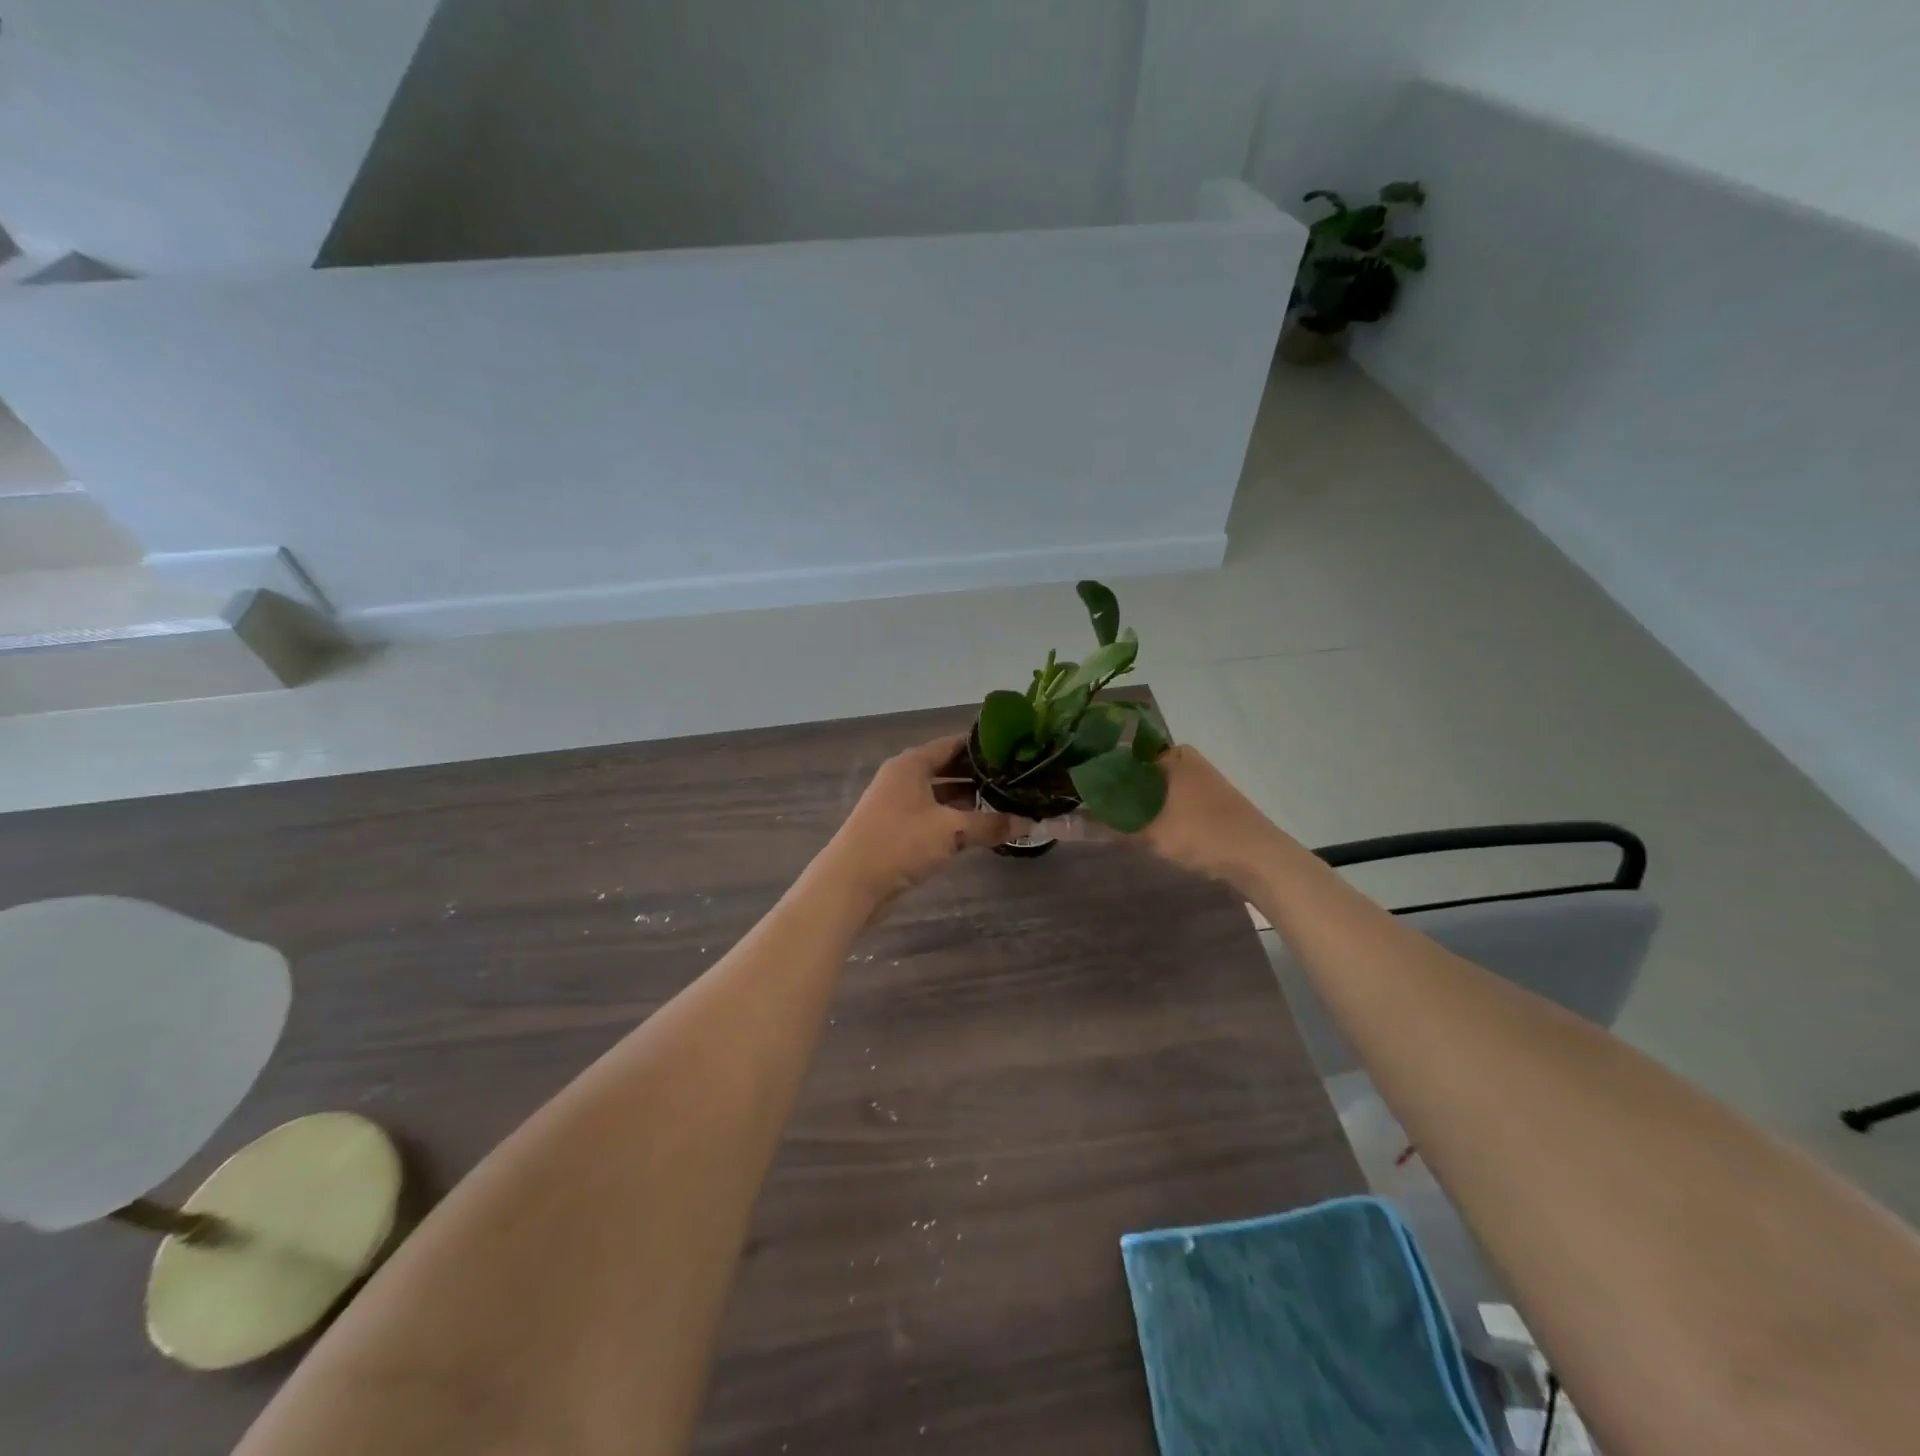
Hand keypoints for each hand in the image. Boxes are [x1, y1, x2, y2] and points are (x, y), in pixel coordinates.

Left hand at [817, 736, 1011, 908]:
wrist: (851, 882)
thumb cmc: (900, 842)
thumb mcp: (951, 830)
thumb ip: (990, 824)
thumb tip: (1029, 822)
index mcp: (912, 764)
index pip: (953, 744)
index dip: (983, 746)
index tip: (1014, 750)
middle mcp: (905, 778)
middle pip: (949, 769)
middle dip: (980, 776)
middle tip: (1017, 779)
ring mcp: (900, 804)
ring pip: (943, 795)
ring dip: (970, 800)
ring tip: (1007, 803)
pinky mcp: (899, 830)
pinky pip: (935, 816)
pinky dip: (956, 819)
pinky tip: (981, 829)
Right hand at [1059, 745, 1284, 891]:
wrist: (1260, 860)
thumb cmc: (1201, 833)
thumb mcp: (1144, 830)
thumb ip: (1097, 825)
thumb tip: (1049, 824)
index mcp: (1169, 753)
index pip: (1117, 752)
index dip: (1089, 768)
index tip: (1063, 784)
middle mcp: (1182, 760)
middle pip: (1131, 771)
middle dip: (1105, 789)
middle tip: (1072, 805)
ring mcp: (1195, 782)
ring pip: (1147, 789)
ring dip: (1124, 804)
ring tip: (1093, 818)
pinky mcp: (1203, 805)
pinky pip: (1162, 802)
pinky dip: (1144, 813)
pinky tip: (1128, 828)